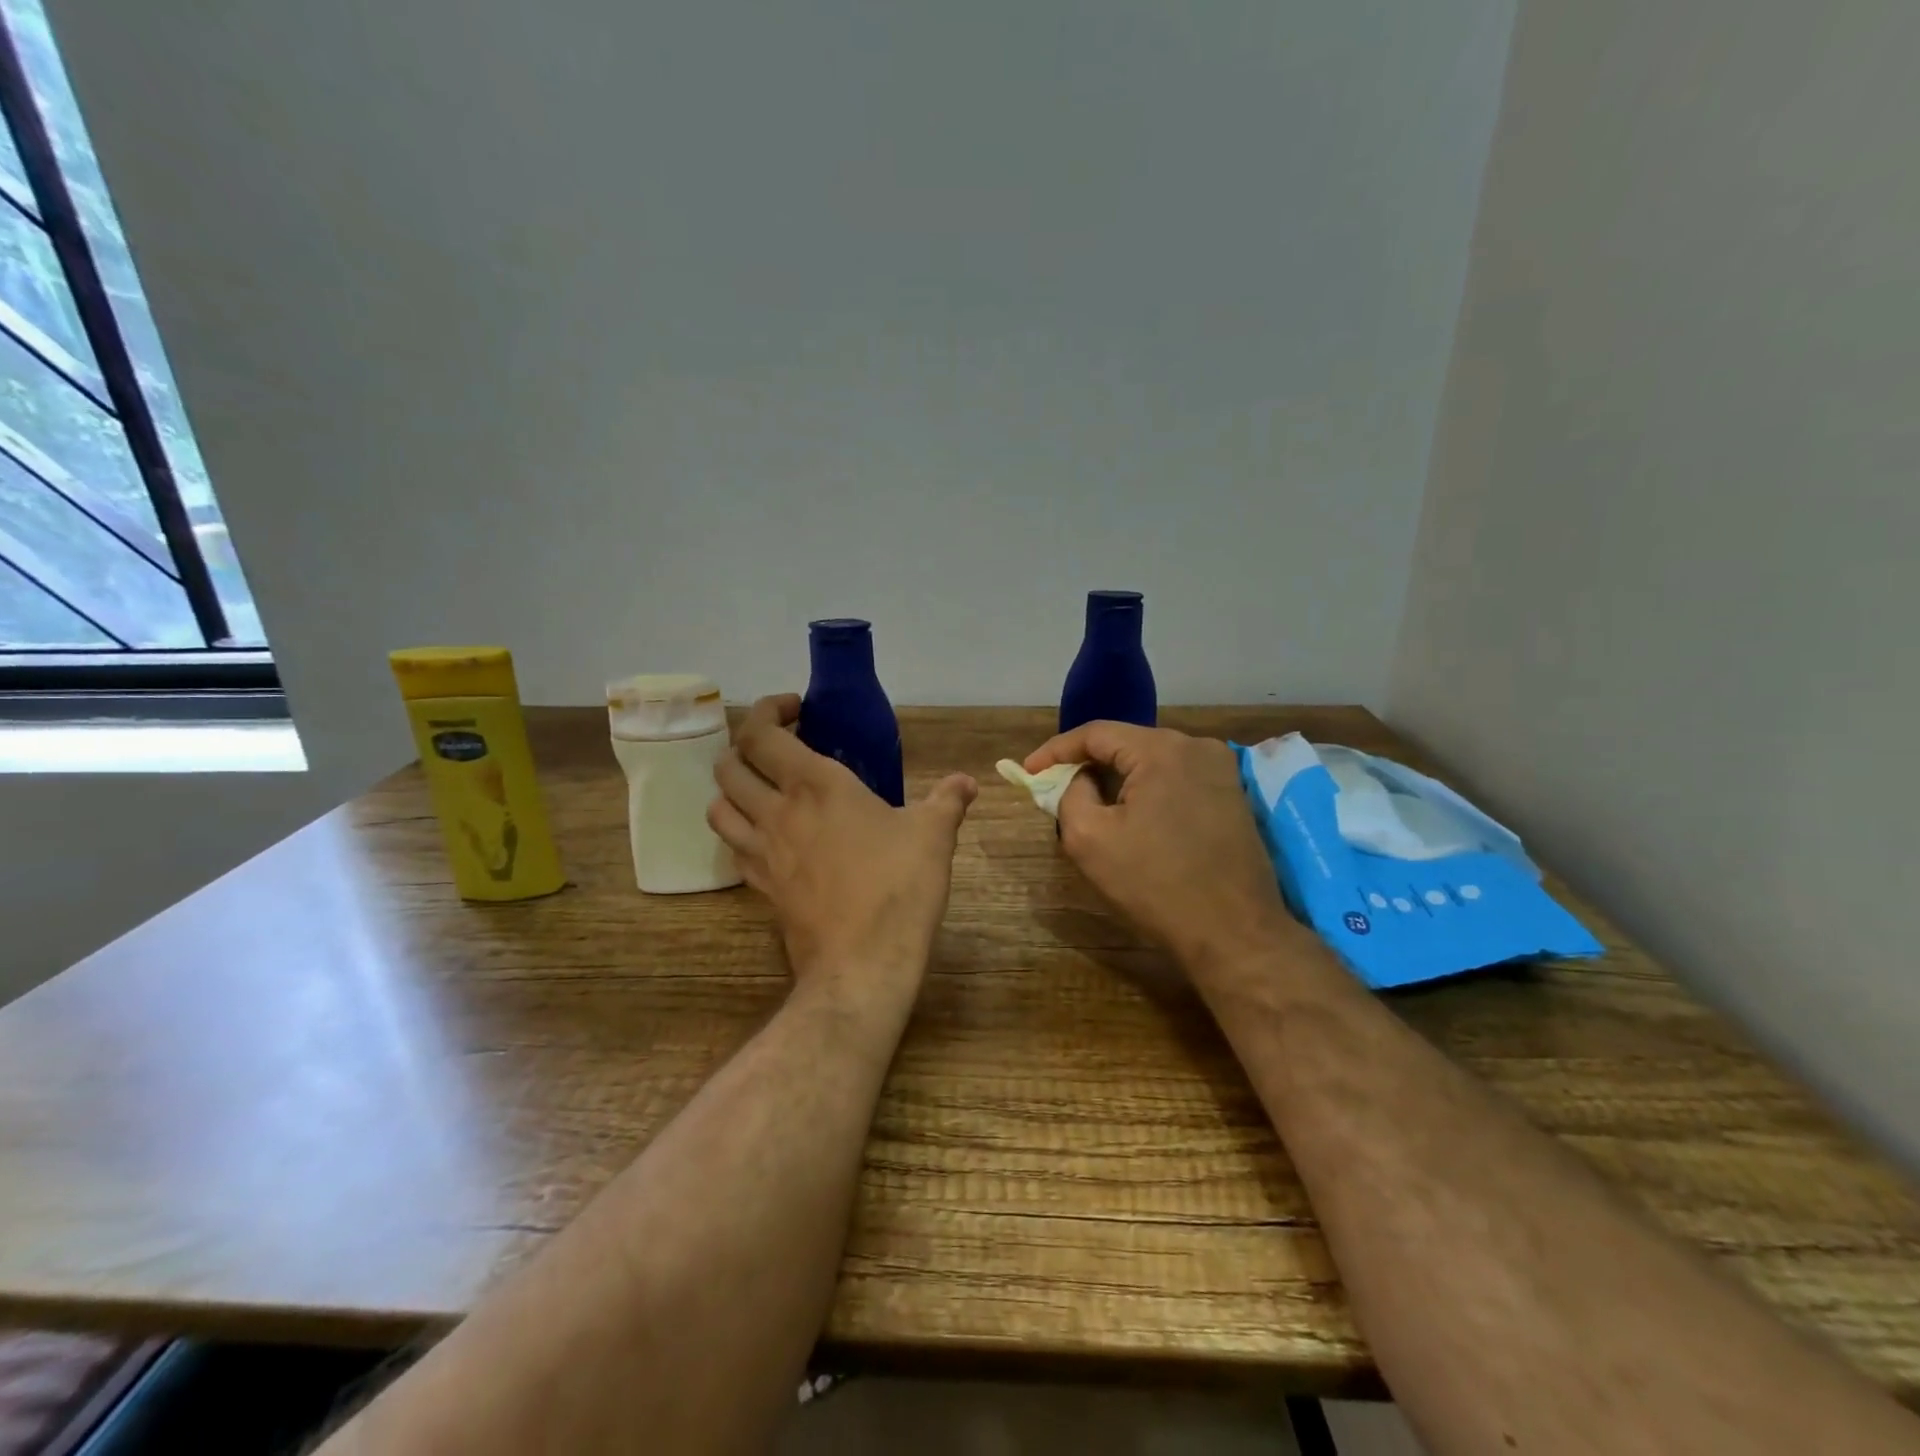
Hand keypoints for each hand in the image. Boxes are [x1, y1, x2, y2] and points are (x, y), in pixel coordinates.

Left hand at [710, 695, 977, 998]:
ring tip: (763, 789)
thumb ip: (948, 800)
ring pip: (719, 807)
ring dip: (733, 789)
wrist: (863, 963)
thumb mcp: (934, 835)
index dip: (767, 710)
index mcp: (815, 785)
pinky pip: (735, 848)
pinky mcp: (760, 888)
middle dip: (745, 746)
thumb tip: (967, 782)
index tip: (795, 709)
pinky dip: (742, 832)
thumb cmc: (898, 886)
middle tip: (777, 748)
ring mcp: (762, 852)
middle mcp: (777, 811)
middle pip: (728, 765)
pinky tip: (770, 838)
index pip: (762, 733)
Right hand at [1024, 721, 1295, 968]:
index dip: (1056, 751)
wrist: (1235, 934)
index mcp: (1162, 749)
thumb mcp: (1089, 839)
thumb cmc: (1155, 885)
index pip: (1096, 733)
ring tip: (1090, 803)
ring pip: (1152, 762)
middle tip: (1055, 788)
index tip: (1029, 771)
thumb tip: (1078, 779)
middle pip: (1126, 744)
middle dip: (1087, 764)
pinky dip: (1147, 791)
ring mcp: (1222, 770)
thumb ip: (1069, 795)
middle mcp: (1197, 746)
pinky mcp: (1233, 796)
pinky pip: (1176, 780)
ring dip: (1118, 779)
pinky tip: (1133, 816)